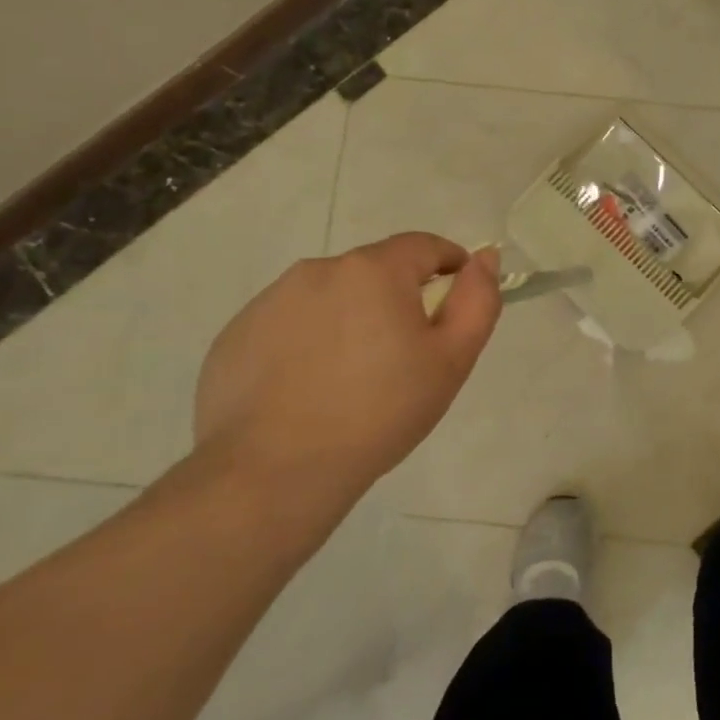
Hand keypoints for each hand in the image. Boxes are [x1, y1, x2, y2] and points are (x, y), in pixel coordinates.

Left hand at [193, 234, 501, 503]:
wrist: (273, 473)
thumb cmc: (380, 412)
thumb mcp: (452, 359)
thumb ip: (477, 300)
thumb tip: (484, 258)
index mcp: (374, 270)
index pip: (424, 246)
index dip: (449, 266)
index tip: (455, 301)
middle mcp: (318, 271)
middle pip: (375, 272)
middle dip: (397, 300)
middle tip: (405, 355)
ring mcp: (269, 302)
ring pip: (330, 298)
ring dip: (350, 319)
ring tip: (353, 378)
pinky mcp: (235, 337)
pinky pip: (289, 327)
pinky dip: (307, 344)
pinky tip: (310, 391)